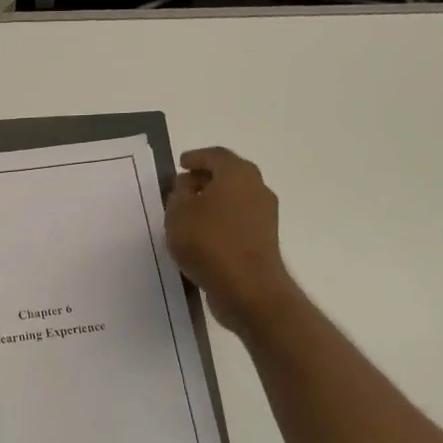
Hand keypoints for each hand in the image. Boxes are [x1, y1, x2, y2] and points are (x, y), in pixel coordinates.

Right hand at [165, 147, 293, 336]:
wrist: (247, 287)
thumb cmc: (208, 242)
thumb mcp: (178, 213)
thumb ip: (178, 194)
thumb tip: (187, 187)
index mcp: (237, 173)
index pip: (215, 155)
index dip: (195, 158)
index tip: (181, 164)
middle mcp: (256, 188)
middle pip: (229, 175)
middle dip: (205, 179)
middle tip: (183, 187)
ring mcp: (264, 215)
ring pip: (235, 198)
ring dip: (214, 201)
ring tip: (189, 213)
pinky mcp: (264, 239)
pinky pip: (238, 220)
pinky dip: (221, 220)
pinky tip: (203, 234)